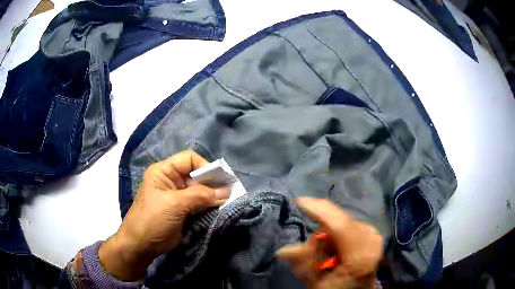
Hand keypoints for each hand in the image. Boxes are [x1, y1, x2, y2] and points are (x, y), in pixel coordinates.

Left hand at [99, 150, 229, 280]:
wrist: (142, 245)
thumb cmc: (152, 219)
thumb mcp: (174, 204)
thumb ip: (200, 196)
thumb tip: (226, 192)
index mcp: (164, 171)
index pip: (189, 159)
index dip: (205, 166)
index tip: (219, 180)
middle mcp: (172, 180)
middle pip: (197, 174)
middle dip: (212, 182)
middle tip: (229, 191)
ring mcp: (178, 196)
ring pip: (200, 190)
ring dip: (213, 195)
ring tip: (228, 201)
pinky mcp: (184, 210)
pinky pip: (200, 203)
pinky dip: (210, 205)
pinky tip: (219, 209)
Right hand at [278, 198, 383, 288]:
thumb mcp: (318, 283)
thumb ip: (303, 264)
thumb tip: (282, 251)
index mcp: (360, 256)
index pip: (339, 225)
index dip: (320, 210)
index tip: (300, 201)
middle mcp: (371, 239)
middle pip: (337, 223)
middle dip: (320, 235)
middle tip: (311, 256)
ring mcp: (373, 234)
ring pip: (341, 223)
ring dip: (327, 237)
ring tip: (325, 258)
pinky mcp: (372, 232)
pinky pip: (347, 226)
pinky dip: (336, 236)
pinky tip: (335, 252)